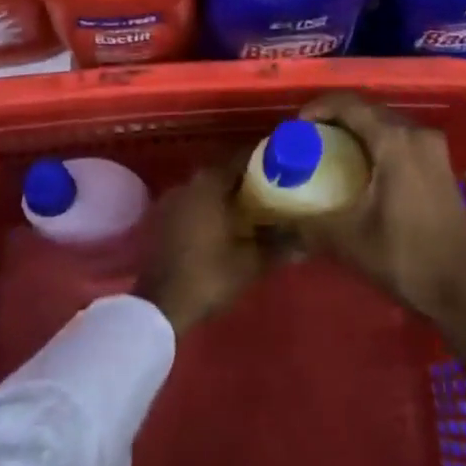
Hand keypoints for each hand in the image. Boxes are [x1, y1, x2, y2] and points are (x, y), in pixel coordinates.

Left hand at [136, 158, 272, 336]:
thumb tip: (306, 240)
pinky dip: (209, 209)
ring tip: (251, 211)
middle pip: (224, 173)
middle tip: (271, 192)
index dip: (264, 162)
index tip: (283, 169)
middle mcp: (189, 182)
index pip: (242, 159)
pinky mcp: (162, 218)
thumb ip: (279, 246)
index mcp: (210, 182)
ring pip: (207, 189)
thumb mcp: (250, 263)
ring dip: (226, 196)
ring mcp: (172, 199)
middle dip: (247, 181)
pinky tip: (223, 227)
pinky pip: (193, 204)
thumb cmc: (208, 275)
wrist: (159, 307)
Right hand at [295, 92, 465, 371]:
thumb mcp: (350, 241)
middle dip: (335, 118)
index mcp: (395, 140)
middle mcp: (417, 133)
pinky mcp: (440, 165)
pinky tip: (360, 168)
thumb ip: (308, 224)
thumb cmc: (408, 257)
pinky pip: (400, 138)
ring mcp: (433, 148)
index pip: (349, 104)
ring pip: (385, 123)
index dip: (318, 108)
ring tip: (329, 151)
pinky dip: (376, 143)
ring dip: (357, 130)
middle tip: (308, 138)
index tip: (295, 126)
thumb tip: (274, 220)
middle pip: (368, 109)